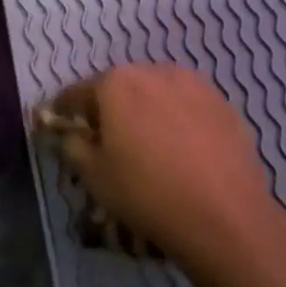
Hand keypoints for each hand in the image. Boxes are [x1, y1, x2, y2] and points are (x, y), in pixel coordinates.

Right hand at [42, 63, 285, 274]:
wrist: (224, 215)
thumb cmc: (146, 192)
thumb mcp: (93, 176)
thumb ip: (73, 145)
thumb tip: (73, 133)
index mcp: (116, 83)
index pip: (77, 93)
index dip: (64, 112)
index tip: (61, 127)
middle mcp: (155, 71)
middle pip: (120, 87)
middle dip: (110, 108)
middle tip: (107, 141)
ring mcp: (195, 84)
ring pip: (158, 93)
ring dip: (147, 110)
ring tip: (149, 145)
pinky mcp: (224, 104)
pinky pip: (188, 107)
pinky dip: (178, 120)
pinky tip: (183, 151)